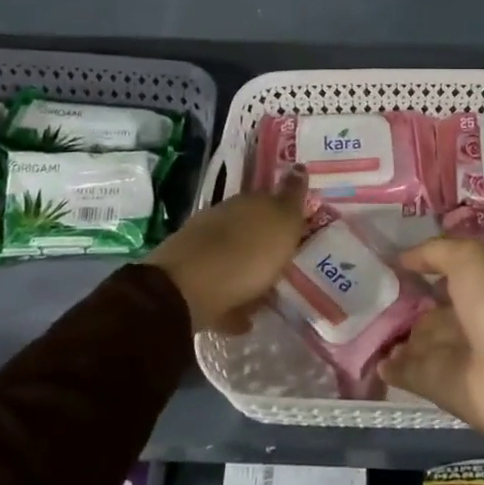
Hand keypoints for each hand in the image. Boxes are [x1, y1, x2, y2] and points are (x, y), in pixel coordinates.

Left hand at [145, 168, 306, 331]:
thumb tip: (298, 166)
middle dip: (265, 241)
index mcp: (246, 203)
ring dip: (249, 271)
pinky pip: (220, 290)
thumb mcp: (281, 222)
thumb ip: (291, 197)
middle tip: (287, 259)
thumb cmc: (245, 254)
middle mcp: (222, 219)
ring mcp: (202, 249)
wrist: (184, 290)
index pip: (270, 198)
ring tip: (270, 294)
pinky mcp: (190, 281)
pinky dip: (233, 301)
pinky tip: (246, 318)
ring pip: (234, 257)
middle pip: (249, 228)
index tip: (299, 225)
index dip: (285, 211)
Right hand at [381, 238, 483, 464]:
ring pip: (416, 338)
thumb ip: (435, 252)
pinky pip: (406, 370)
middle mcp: (468, 317)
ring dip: (393, 334)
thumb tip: (403, 259)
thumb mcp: (470, 259)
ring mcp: (451, 352)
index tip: (387, 260)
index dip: (422, 265)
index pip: (449, 272)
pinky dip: (389, 365)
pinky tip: (370, 355)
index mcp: (483, 286)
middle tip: (368, 293)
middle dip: (402, 302)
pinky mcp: (435, 383)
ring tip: (360, 322)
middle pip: (429, 308)